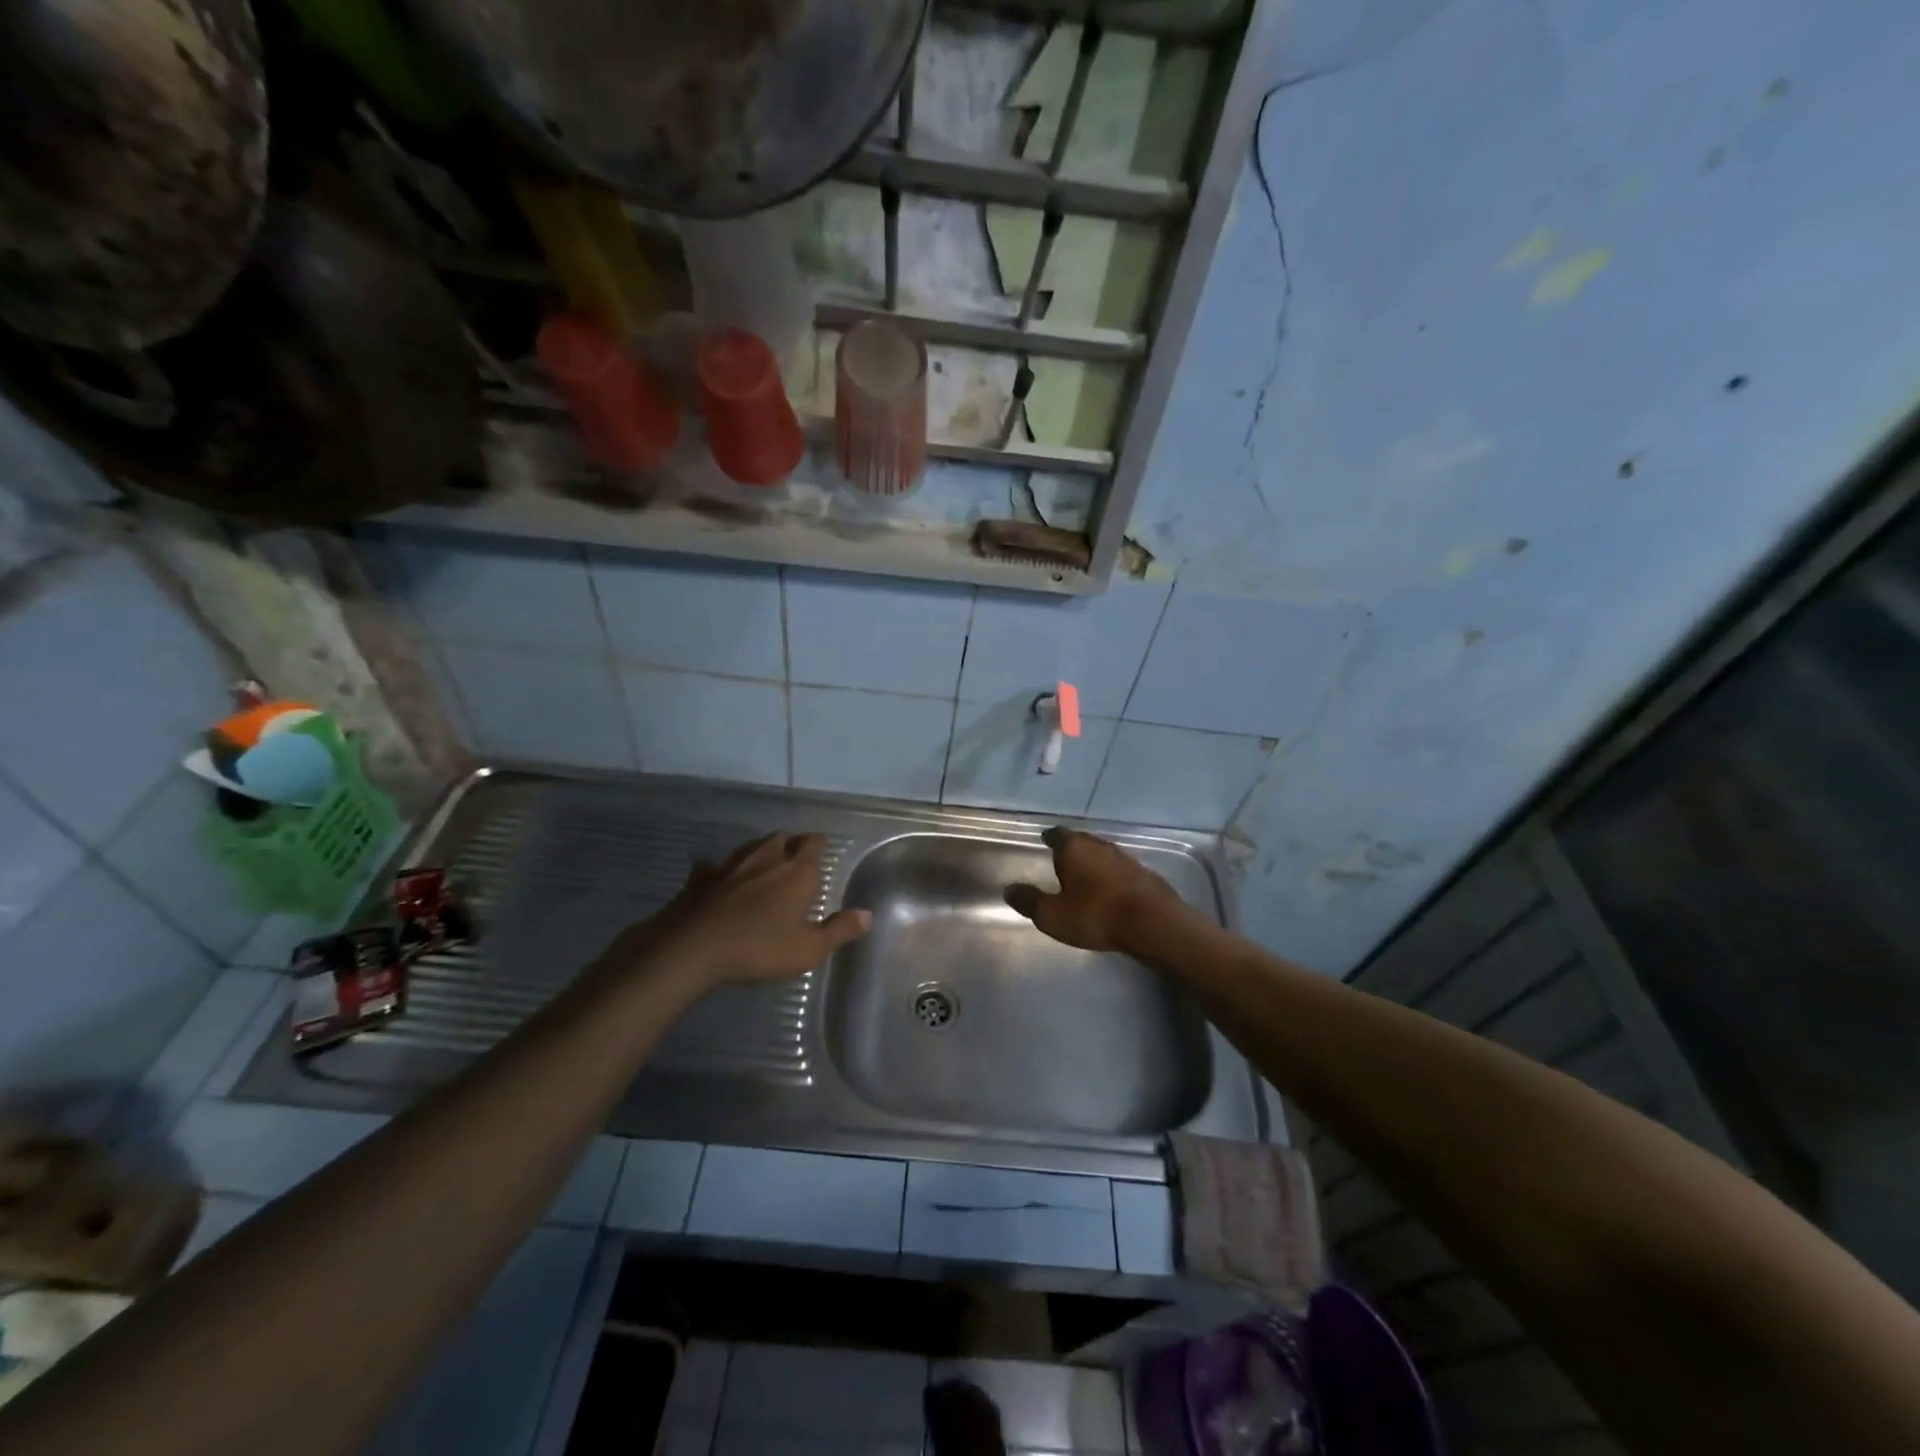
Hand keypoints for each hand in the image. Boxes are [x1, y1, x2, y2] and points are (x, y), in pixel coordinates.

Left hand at [638, 832, 870, 987]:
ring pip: (750, 847)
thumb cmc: (758, 948)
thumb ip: (839, 930)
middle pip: (782, 839)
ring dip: (760, 851)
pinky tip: (718, 878)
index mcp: (796, 873)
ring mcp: (730, 866)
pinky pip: (714, 866)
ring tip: (764, 862)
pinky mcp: (700, 878)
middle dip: (791, 844)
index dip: (818, 845)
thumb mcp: (808, 949)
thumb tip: (868, 914)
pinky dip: (720, 870)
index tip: (821, 850)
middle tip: (795, 858)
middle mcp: (765, 860)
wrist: (692, 948)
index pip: (813, 844)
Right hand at [1005, 826, 1185, 953]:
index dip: (1050, 837)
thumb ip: (1030, 901)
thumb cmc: (1096, 915)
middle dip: (1073, 848)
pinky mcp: (1146, 874)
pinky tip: (1112, 888)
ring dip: (1095, 861)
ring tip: (1086, 873)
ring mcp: (1127, 858)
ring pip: (1104, 854)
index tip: (1045, 839)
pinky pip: (1122, 870)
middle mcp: (1100, 846)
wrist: (1154, 923)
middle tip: (1063, 857)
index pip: (1058, 834)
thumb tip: (1008, 889)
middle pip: (1083, 841)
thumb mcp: (1053, 915)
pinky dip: (1113, 875)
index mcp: (1075, 849)